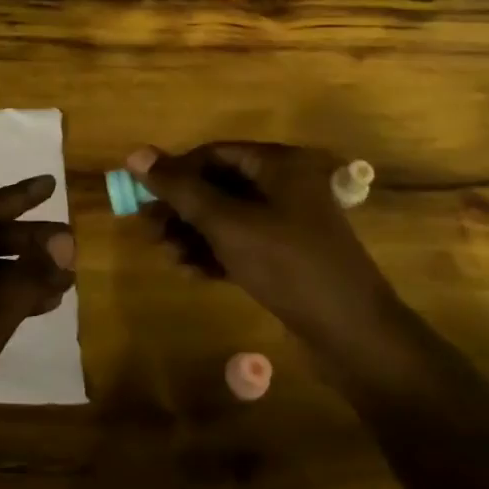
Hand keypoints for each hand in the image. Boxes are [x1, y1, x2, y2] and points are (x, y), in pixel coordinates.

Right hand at [127, 142, 397, 361]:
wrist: (352, 334)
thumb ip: (181, 189)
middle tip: (149, 229)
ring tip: (167, 254)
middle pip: (219, 185)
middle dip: (182, 207)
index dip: (176, 171)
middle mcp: (285, 186)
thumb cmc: (288, 265)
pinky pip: (242, 243)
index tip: (144, 195)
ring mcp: (288, 223)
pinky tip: (191, 271)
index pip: (214, 153)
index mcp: (278, 165)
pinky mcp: (288, 256)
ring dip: (194, 233)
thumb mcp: (228, 224)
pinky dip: (215, 252)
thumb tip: (136, 154)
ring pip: (228, 217)